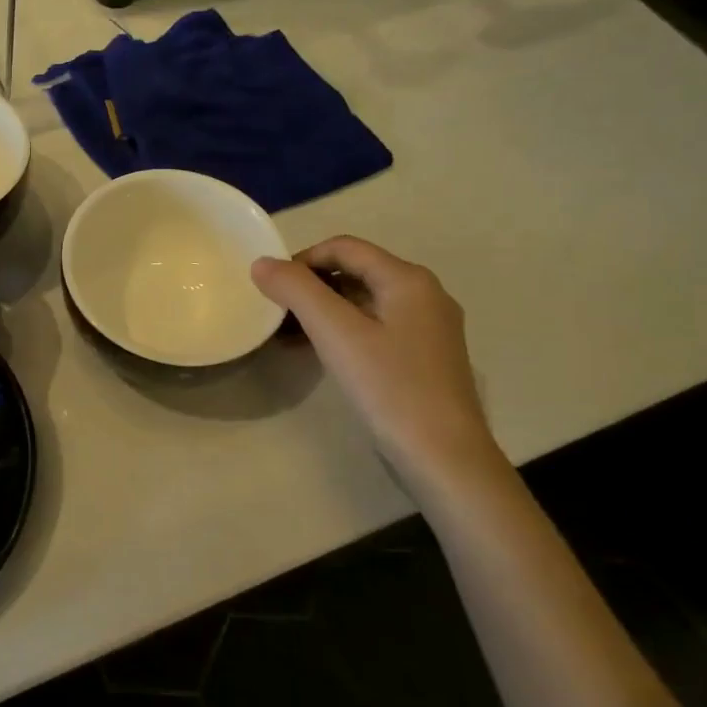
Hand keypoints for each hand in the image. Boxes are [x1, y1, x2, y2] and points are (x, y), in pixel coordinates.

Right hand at [252, 237, 508, 502]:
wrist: (445, 459)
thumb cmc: (390, 387)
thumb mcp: (336, 334)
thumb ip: (297, 291)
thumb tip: (262, 263)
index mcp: (407, 279)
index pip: (343, 247)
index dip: (301, 260)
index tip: (271, 288)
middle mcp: (423, 294)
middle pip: (354, 272)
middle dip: (309, 287)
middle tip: (275, 314)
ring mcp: (427, 328)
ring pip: (362, 302)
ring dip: (322, 311)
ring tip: (287, 335)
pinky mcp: (423, 357)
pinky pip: (373, 328)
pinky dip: (341, 331)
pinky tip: (317, 353)